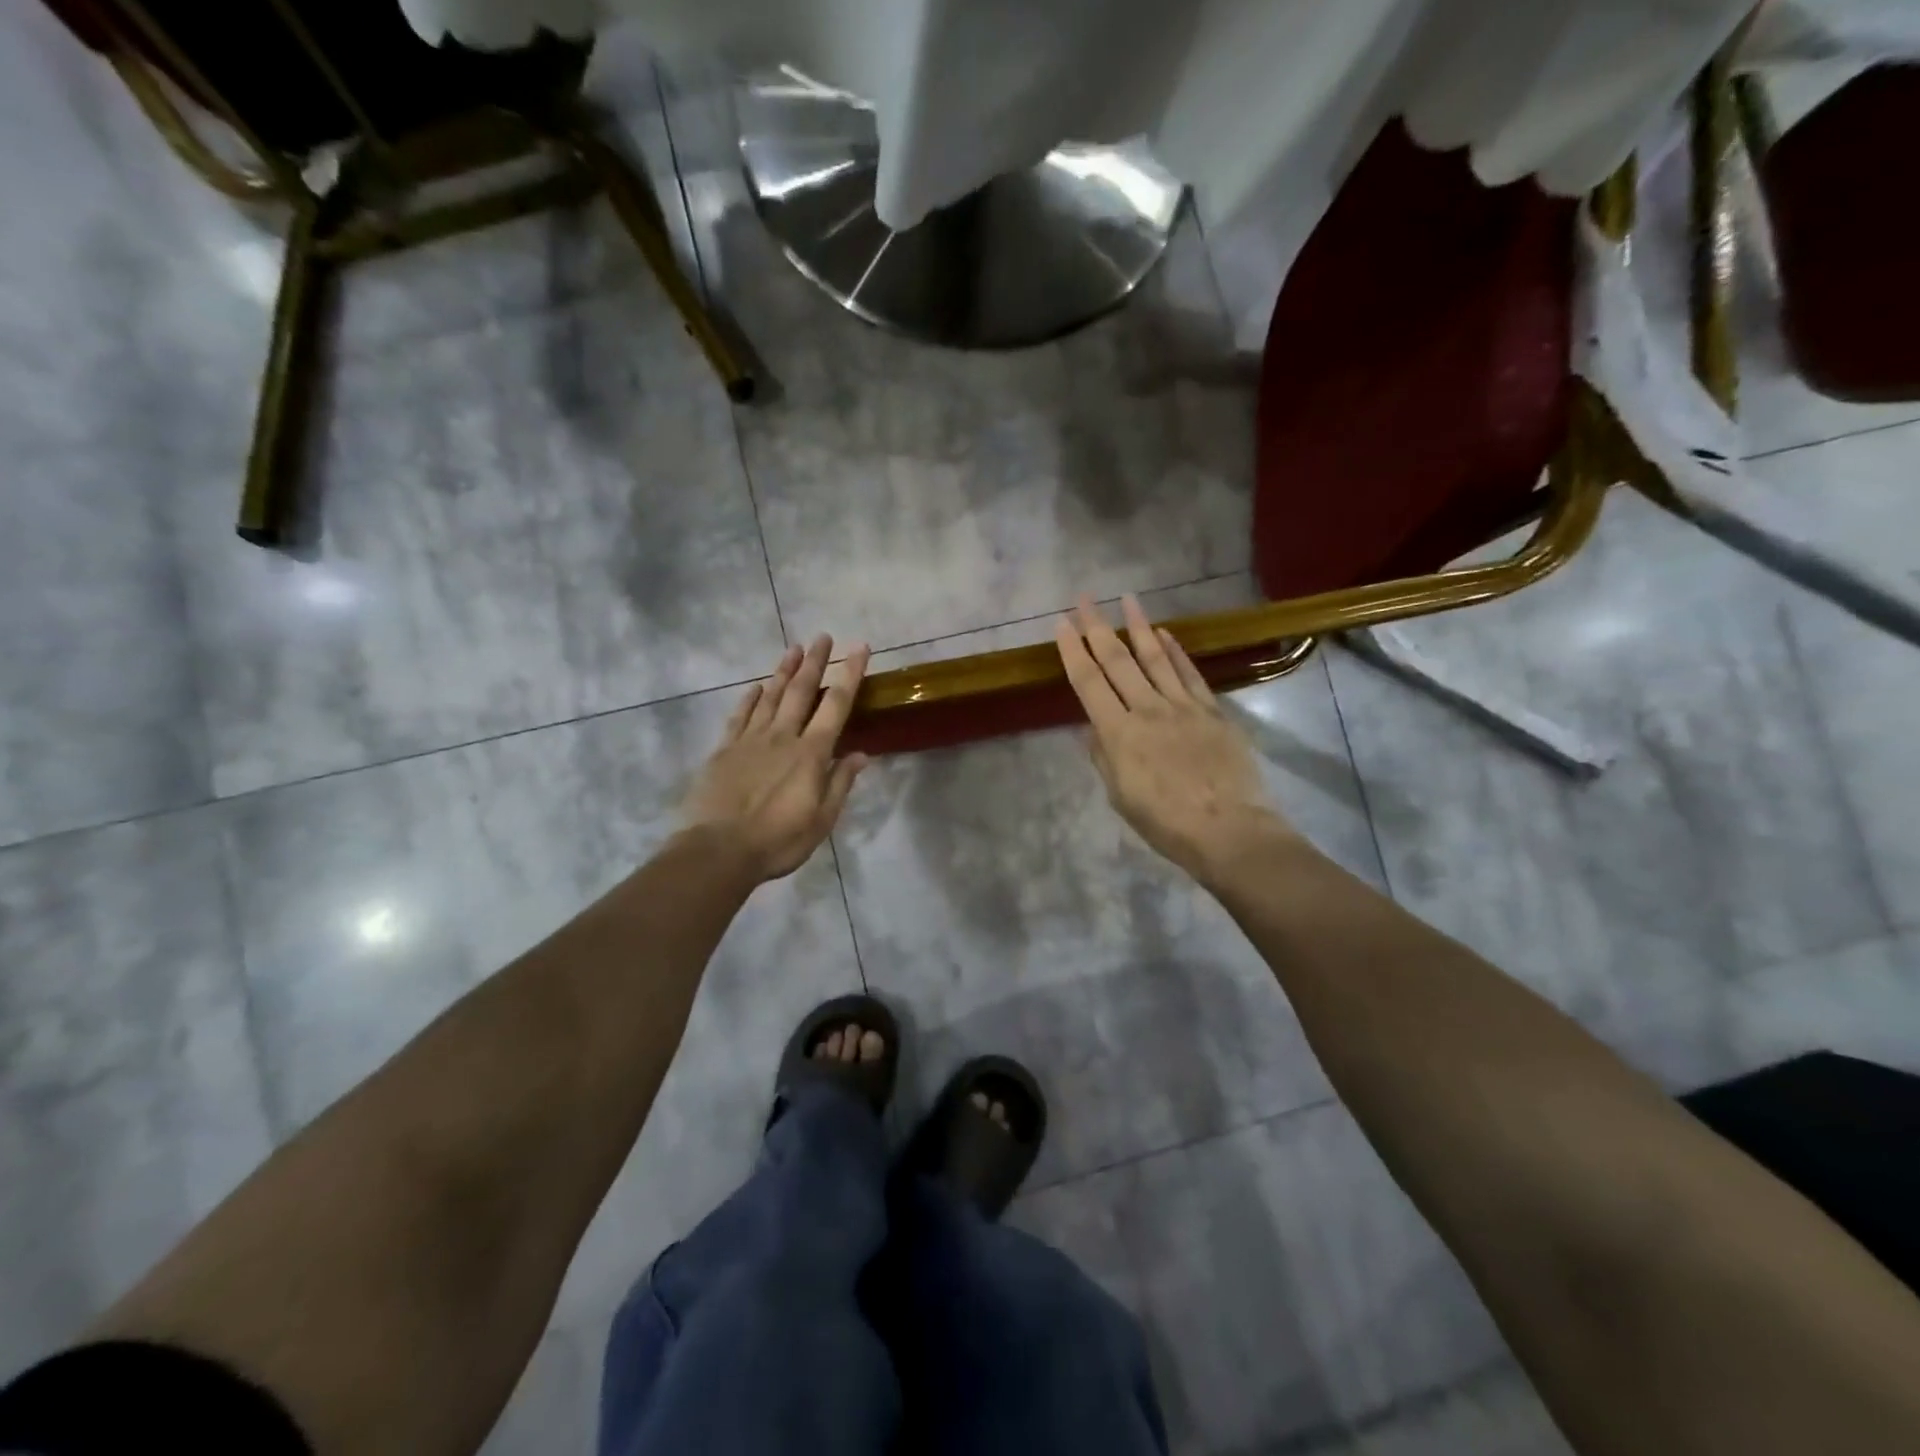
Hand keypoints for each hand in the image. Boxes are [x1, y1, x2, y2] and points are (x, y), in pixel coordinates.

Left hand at [681, 636, 871, 882]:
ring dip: (783, 671)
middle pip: (801, 691)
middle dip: (814, 661)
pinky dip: (750, 698)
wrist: (718, 850)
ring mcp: (750, 740)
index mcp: (811, 753)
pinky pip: (740, 716)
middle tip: (822, 636)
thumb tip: (860, 754)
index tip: (859, 647)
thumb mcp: (821, 820)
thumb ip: (840, 783)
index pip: (836, 705)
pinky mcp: (724, 750)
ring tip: (793, 648)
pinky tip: (757, 686)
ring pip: (771, 697)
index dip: (850, 674)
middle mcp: (782, 737)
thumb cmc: (778, 841)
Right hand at [1055, 595, 1294, 883]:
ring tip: (1127, 599)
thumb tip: (1096, 728)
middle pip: (1117, 661)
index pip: (1088, 683)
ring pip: (1155, 657)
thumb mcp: (1120, 796)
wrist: (1228, 829)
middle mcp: (1147, 710)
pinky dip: (1175, 651)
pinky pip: (1189, 673)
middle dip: (1097, 627)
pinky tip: (1165, 634)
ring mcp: (1183, 706)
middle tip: (1085, 598)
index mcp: (1119, 733)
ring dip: (1138, 626)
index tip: (1062, 624)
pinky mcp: (1211, 710)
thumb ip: (1105, 757)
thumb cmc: (1165, 823)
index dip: (1073, 651)